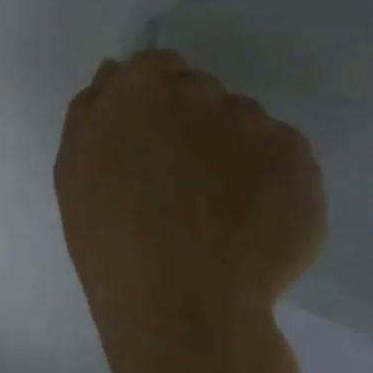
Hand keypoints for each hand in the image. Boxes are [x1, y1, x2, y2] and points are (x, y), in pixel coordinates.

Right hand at [54, 50, 325, 372]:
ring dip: (231, 150)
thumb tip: (114, 71)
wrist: (182, 307)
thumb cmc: (111, 242)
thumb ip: (91, 113)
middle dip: (191, 124)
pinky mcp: (298, 157)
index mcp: (133, 95)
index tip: (150, 139)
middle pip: (200, 91)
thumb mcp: (74, 175)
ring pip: (243, 122)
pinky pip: (281, 154)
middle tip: (181, 180)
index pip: (155, 65)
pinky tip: (250, 220)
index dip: (154, 97)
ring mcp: (252, 124)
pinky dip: (269, 179)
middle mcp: (196, 94)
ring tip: (219, 209)